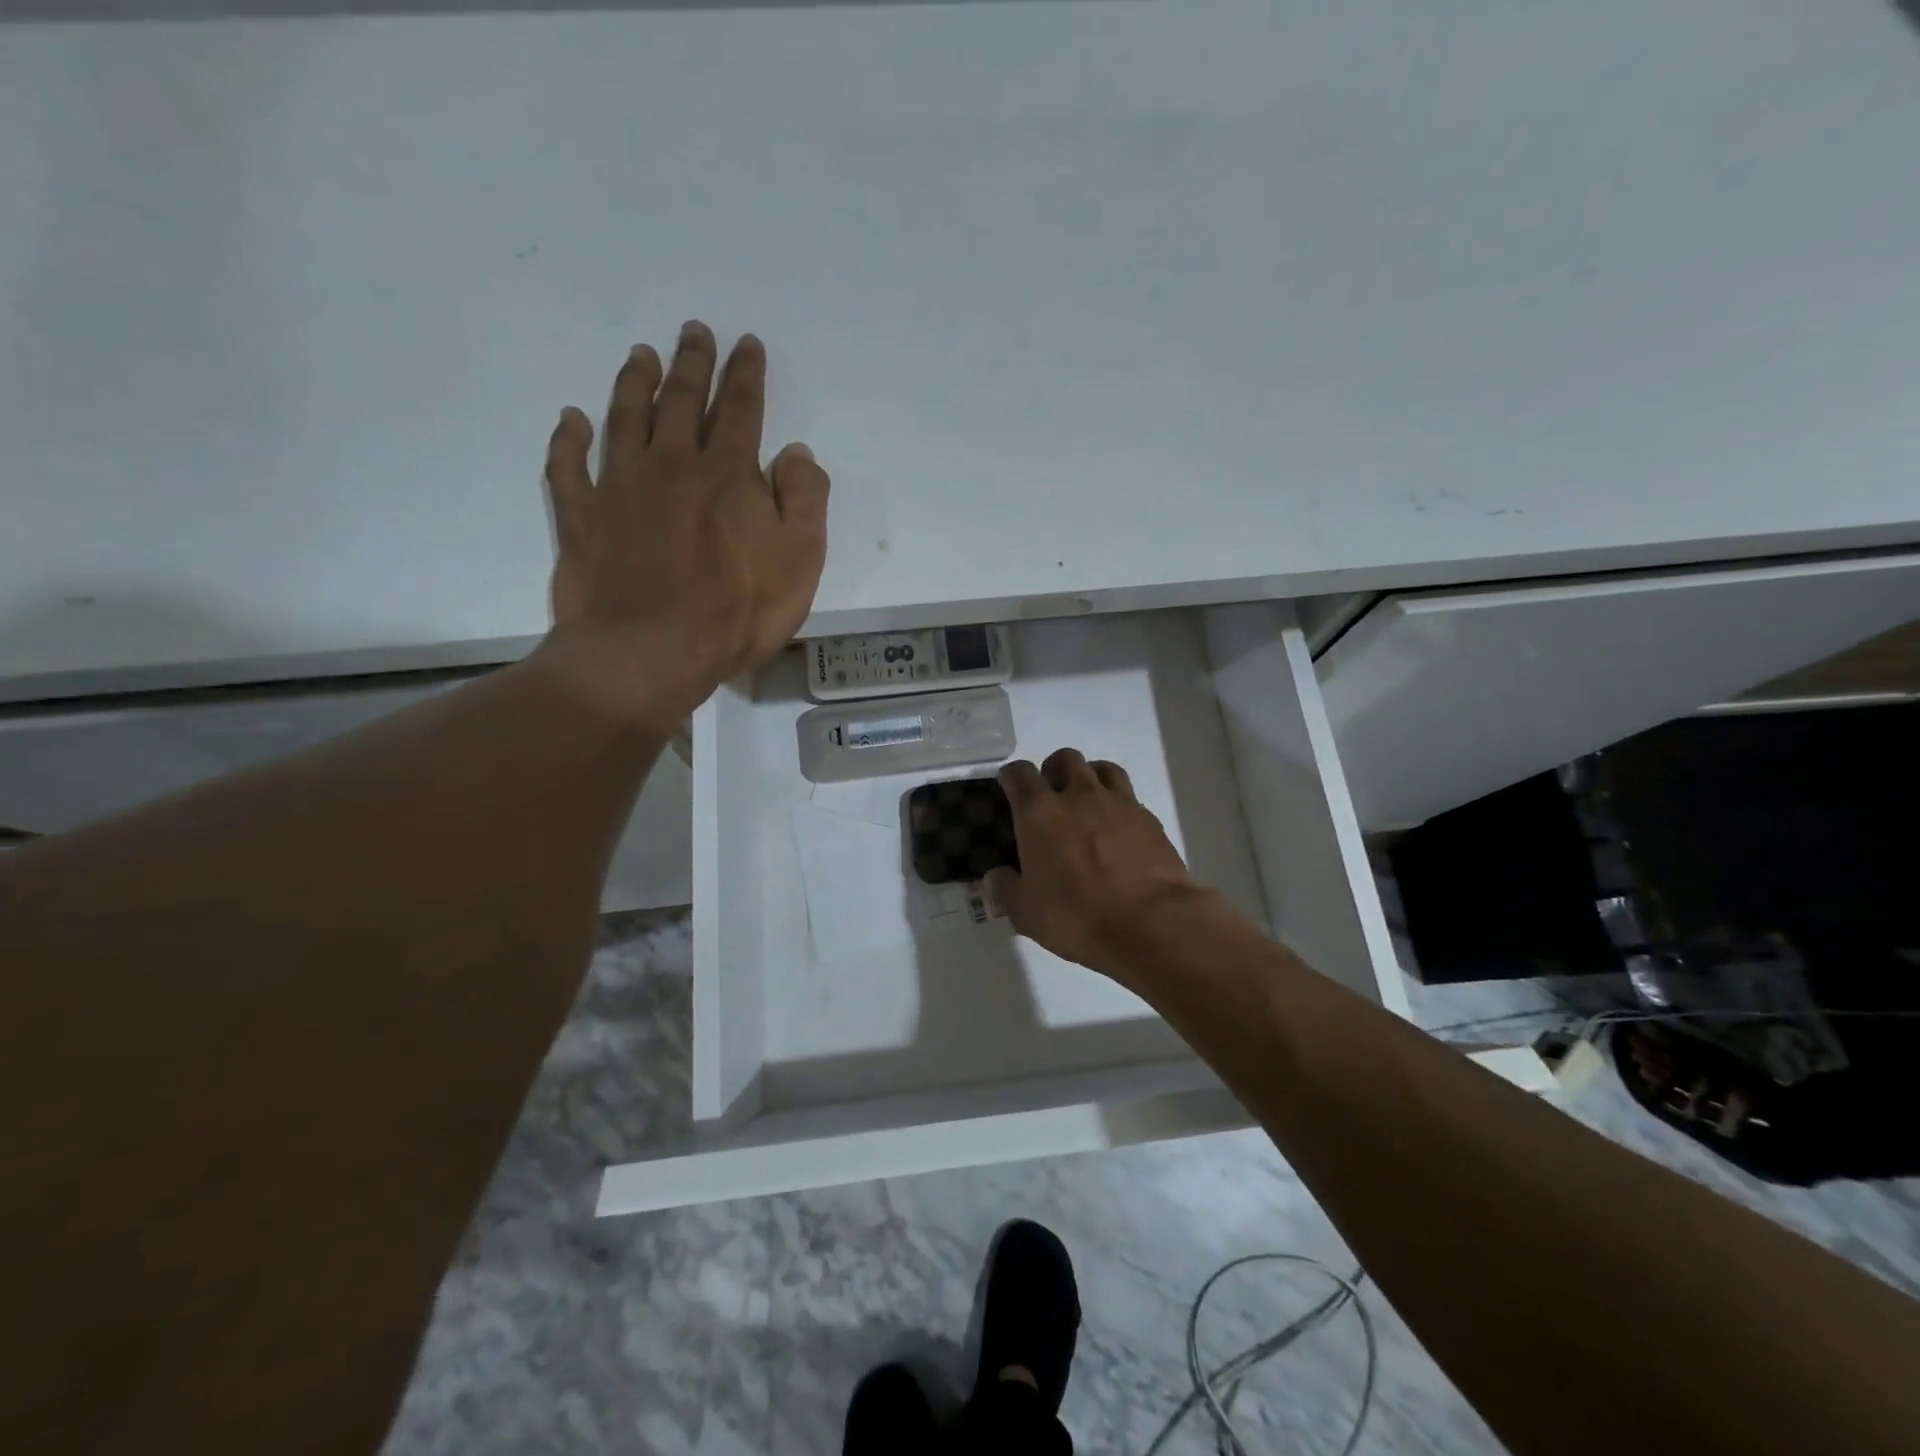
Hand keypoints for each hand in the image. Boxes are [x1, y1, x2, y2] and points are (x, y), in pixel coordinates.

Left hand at [536, 322, 829, 731]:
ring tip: (641, 354)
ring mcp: (619, 487)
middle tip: (694, 331)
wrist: (650, 653)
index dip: (746, 374)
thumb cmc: (736, 613)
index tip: (747, 343)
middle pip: (682, 401)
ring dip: (635, 383)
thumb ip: (804, 501)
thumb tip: (796, 453)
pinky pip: (568, 466)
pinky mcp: (580, 517)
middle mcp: (671, 465)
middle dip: (692, 363)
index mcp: (728, 475)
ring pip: (626, 418)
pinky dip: (568, 439)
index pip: (741, 410)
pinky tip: (570, 419)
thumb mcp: (800, 563)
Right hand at [985, 748, 1209, 980]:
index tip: (1008, 788)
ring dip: (1090, 777)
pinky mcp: (1150, 819)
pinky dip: (1119, 806)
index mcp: (1040, 812)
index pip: (1019, 774)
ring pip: (1102, 768)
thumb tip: (995, 878)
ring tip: (1087, 803)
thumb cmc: (1077, 916)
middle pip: (1065, 758)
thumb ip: (1005, 890)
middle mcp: (1079, 795)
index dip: (1011, 777)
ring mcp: (1119, 803)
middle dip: (1053, 770)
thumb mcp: (1026, 913)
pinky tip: (1119, 832)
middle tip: (1051, 795)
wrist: (1151, 924)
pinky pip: (1130, 798)